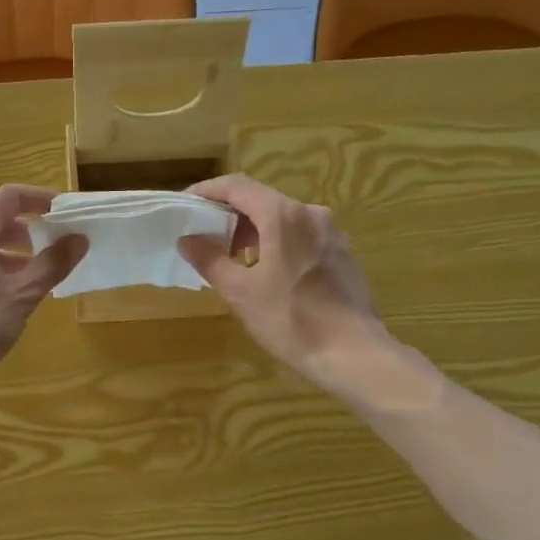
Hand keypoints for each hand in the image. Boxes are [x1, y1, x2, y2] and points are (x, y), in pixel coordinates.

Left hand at [0, 185, 85, 416]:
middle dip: (29, 232)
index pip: (8, 197)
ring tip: (36, 281)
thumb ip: (51, 265)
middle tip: (56, 250)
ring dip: (12, 257)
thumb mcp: (20, 297)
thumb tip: (79, 238)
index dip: (40, 199)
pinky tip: (5, 304)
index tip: (67, 213)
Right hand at [178, 174, 389, 395]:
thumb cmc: (291, 320)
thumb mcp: (241, 292)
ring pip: (283, 219)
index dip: (208, 191)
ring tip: (232, 258)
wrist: (353, 353)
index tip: (186, 205)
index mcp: (283, 216)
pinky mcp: (342, 254)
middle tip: (205, 236)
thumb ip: (210, 260)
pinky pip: (302, 236)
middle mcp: (311, 214)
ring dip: (254, 231)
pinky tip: (268, 273)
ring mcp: (331, 233)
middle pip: (262, 200)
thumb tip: (187, 239)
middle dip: (230, 214)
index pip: (237, 186)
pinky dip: (278, 243)